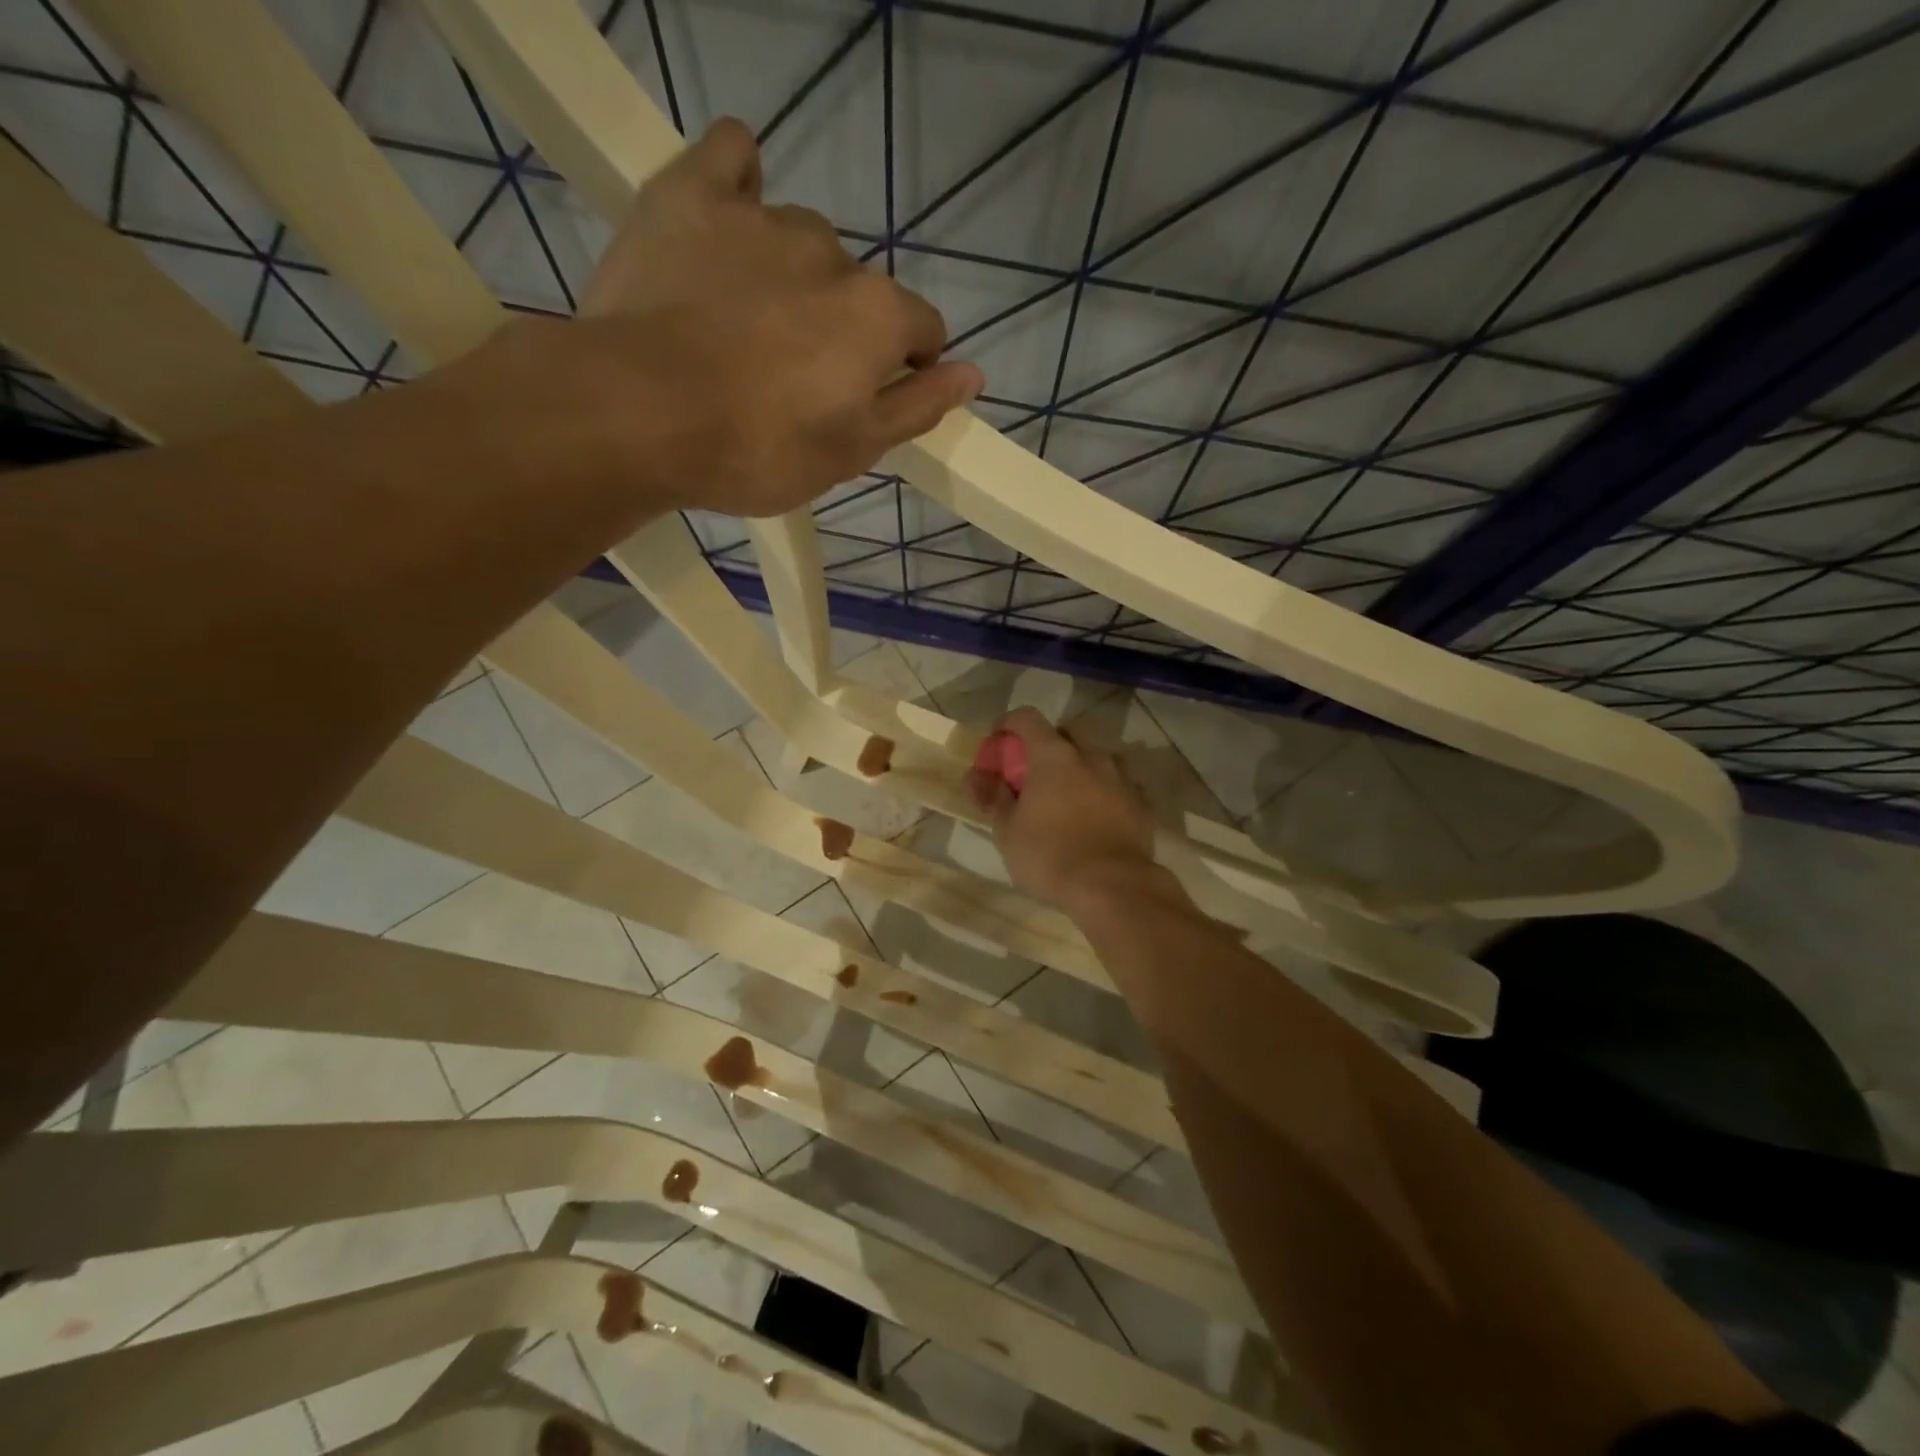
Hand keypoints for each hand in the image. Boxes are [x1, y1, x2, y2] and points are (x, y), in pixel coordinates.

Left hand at [572, 117, 981, 516]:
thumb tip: (974, 374)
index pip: (922, 330)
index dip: (904, 367)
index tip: (865, 399)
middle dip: (841, 329)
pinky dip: (739, 180)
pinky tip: (730, 213)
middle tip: (791, 380)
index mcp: (878, 316)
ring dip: (792, 276)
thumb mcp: (852, 452)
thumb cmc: (757, 449)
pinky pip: (730, 156)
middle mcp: (834, 254)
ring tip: (743, 325)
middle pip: (858, 290)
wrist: (637, 414)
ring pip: (801, 241)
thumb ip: (917, 408)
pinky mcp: (691, 195)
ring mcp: (762, 217)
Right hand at [970, 708, 1160, 915]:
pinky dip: (1103, 793)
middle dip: (1048, 745)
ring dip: (1080, 768)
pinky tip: (1095, 817)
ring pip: (1098, 758)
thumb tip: (978, 777)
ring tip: (1068, 797)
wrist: (1113, 888)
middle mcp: (1091, 756)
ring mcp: (1122, 778)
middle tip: (1034, 773)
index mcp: (1054, 755)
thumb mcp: (1007, 831)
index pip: (1027, 718)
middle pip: (1067, 733)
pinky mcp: (1142, 804)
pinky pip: (1118, 786)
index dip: (1008, 725)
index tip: (998, 743)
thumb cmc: (1050, 856)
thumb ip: (994, 797)